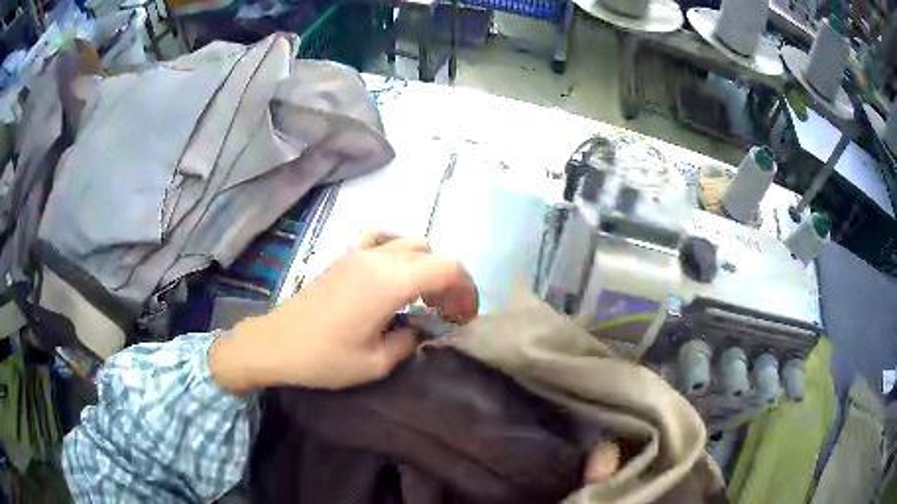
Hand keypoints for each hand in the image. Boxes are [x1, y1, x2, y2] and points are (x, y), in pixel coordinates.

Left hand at [209, 232, 478, 394]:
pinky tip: (392, 268)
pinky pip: (379, 237)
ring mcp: (358, 253)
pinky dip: (396, 248)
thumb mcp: (376, 363)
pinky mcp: (344, 256)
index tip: (463, 317)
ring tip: (422, 294)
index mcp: (390, 283)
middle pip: (431, 253)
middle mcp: (378, 258)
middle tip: (446, 312)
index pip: (447, 268)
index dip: (465, 289)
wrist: (277, 344)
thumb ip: (410, 341)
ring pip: (409, 242)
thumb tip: (421, 329)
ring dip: (425, 264)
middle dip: (449, 280)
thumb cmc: (324, 358)